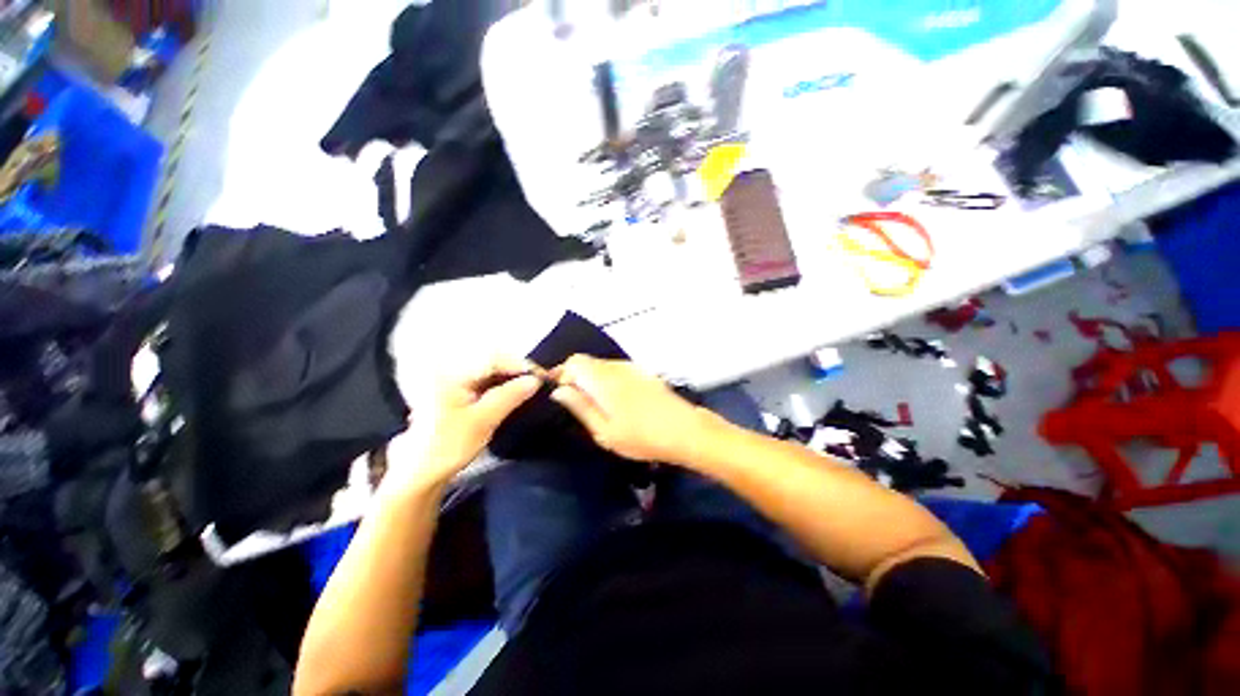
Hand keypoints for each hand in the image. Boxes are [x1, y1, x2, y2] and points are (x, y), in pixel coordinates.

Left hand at [385, 357, 541, 495]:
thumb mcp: (482, 421)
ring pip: (491, 372)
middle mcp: (451, 371)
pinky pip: (486, 382)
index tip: (541, 376)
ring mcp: (454, 381)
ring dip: (512, 379)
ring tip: (532, 387)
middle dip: (517, 371)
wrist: (420, 473)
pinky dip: (502, 386)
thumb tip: (536, 380)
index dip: (520, 365)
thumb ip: (510, 396)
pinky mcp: (459, 392)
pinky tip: (515, 394)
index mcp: (451, 373)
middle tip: (540, 382)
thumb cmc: (447, 446)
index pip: (493, 359)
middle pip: (492, 362)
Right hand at [550, 356, 708, 463]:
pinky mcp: (644, 373)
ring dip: (592, 379)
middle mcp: (617, 366)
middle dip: (576, 377)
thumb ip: (580, 407)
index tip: (558, 392)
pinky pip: (617, 369)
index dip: (561, 373)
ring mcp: (633, 368)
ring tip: (595, 406)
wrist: (685, 431)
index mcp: (603, 379)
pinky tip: (616, 402)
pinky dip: (608, 380)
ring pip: (602, 365)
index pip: (573, 362)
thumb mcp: (604, 431)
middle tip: (576, 404)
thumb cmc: (641, 437)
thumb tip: (559, 391)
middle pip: (587, 361)